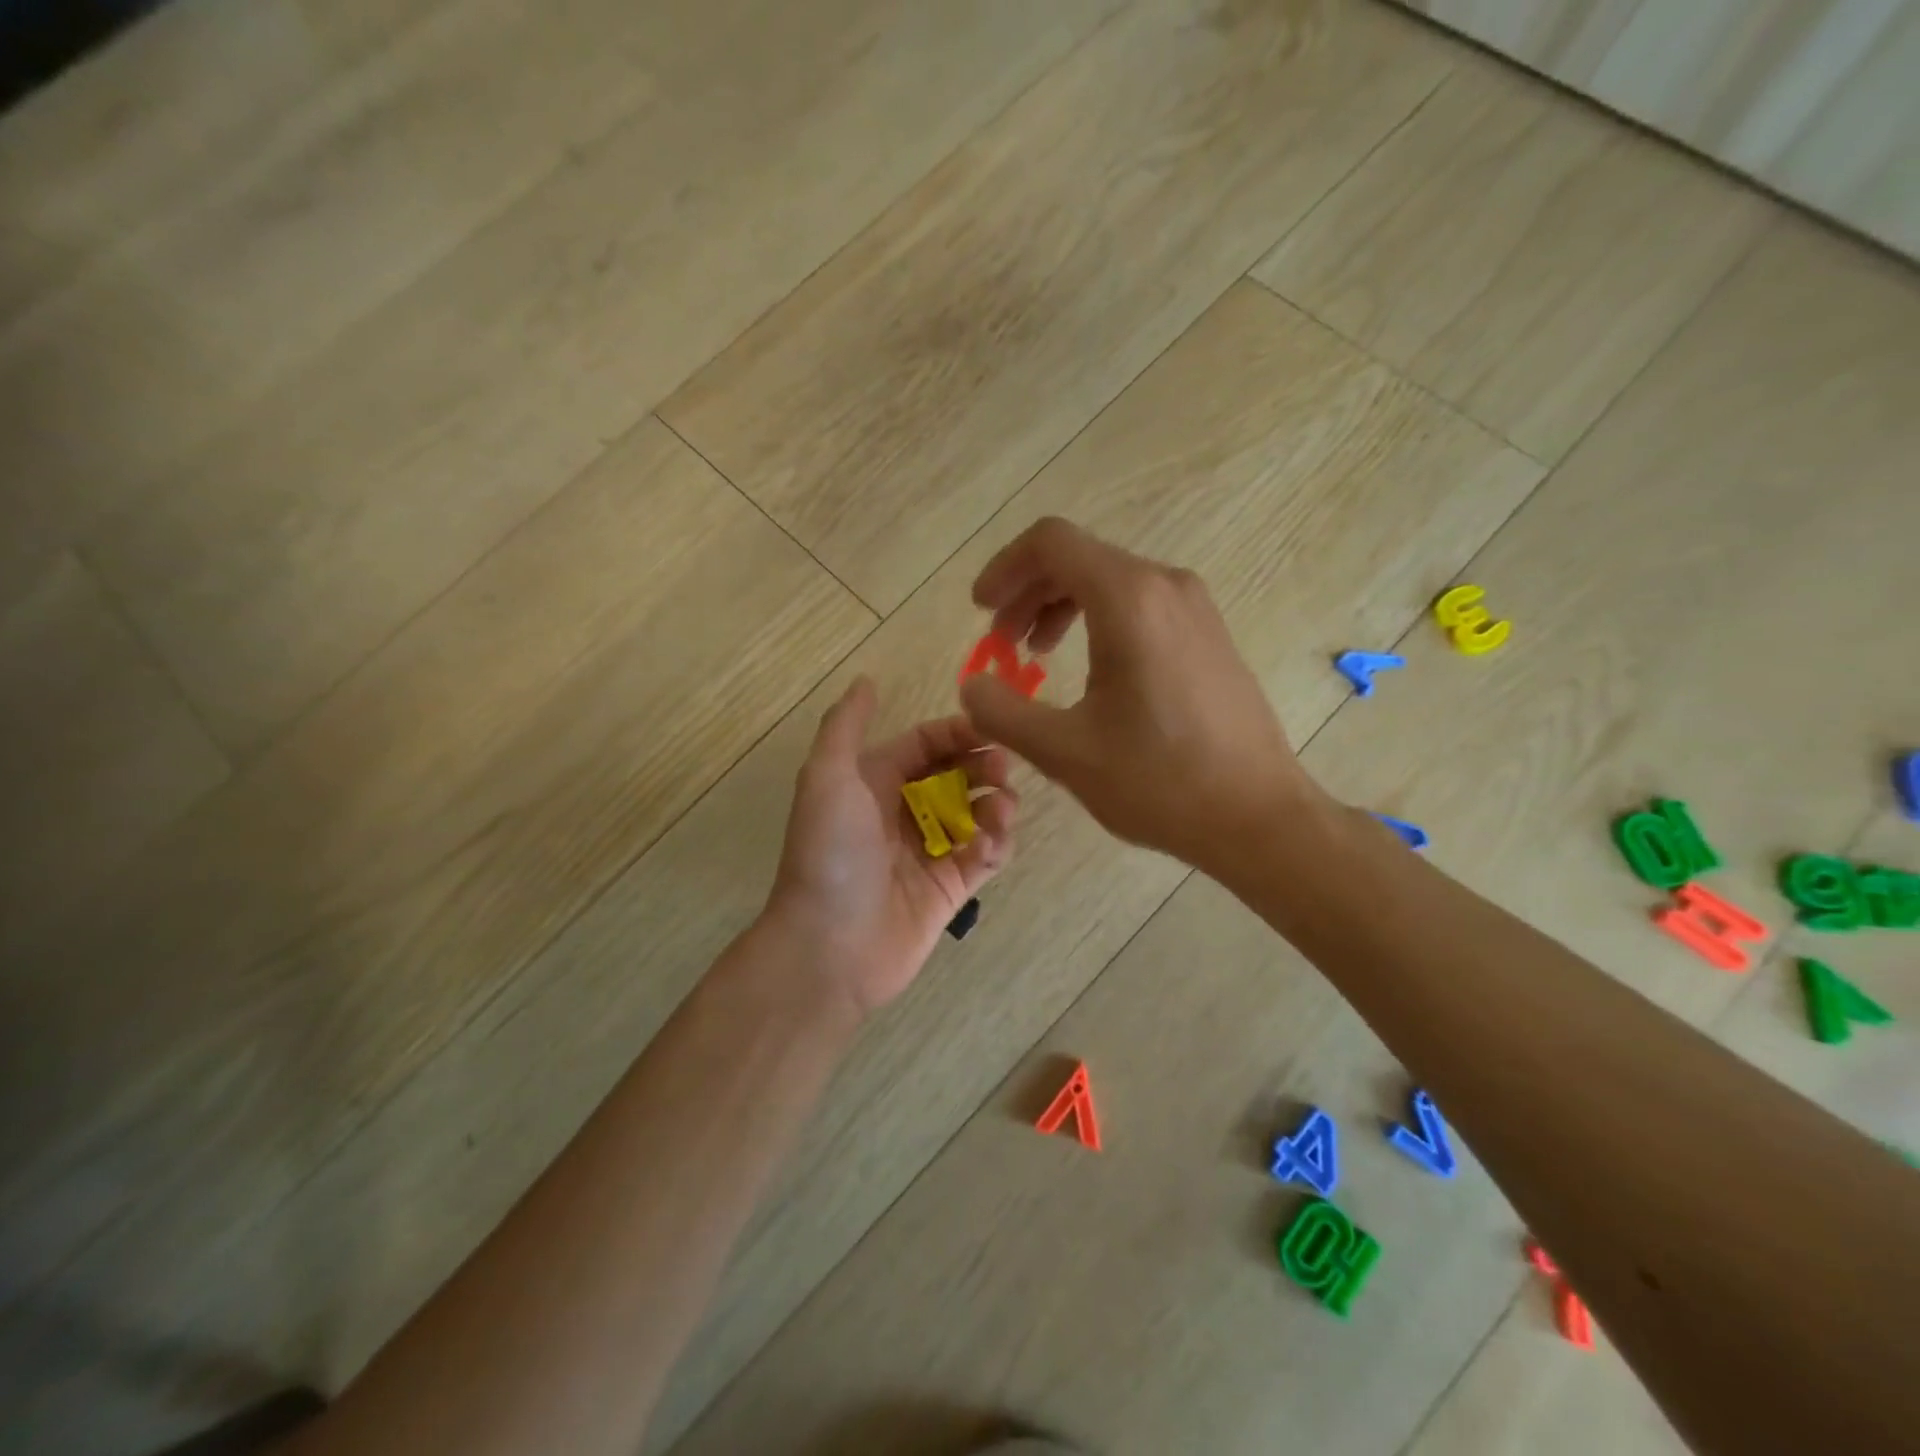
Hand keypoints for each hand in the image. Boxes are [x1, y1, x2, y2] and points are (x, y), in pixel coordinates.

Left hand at [767, 677, 1017, 1012]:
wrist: (828, 947)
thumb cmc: (829, 854)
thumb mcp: (826, 777)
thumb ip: (845, 725)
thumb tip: (866, 679)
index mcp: (874, 782)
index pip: (926, 743)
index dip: (958, 733)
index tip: (992, 731)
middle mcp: (903, 812)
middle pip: (956, 775)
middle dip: (983, 766)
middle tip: (1004, 771)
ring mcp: (929, 852)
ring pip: (976, 814)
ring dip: (996, 804)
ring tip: (1002, 808)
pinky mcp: (950, 888)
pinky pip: (984, 856)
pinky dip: (996, 844)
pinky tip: (994, 842)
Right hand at [958, 517, 1313, 876]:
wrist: (1258, 816)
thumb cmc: (1160, 781)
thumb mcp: (1064, 752)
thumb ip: (1002, 712)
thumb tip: (971, 686)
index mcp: (1129, 599)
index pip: (1050, 543)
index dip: (1004, 569)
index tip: (980, 611)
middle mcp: (1165, 586)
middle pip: (1078, 558)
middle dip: (1026, 594)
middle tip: (1000, 644)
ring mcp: (1195, 608)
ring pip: (1109, 581)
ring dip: (1060, 607)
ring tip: (1036, 655)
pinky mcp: (1208, 634)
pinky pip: (1140, 605)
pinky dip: (1098, 621)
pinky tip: (1090, 671)